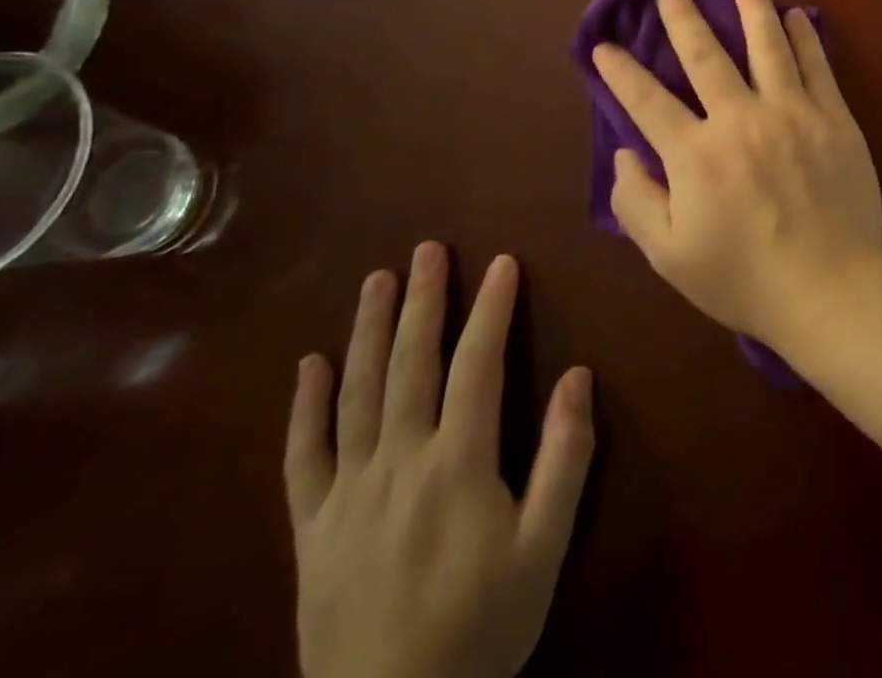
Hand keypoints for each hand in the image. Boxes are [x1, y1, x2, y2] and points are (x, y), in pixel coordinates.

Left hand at [286, 244, 593, 677]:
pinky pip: (303, 458)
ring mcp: (347, 494)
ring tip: (377, 280)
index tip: (502, 263)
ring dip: (368, 331)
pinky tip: (309, 365)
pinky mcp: (312, 530)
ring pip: (357, 394)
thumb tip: (578, 376)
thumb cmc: (480, 633)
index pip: (477, 364)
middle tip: (427, 249)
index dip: (491, 309)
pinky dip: (305, 408)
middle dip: (423, 300)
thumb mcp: (544, 550)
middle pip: (411, 363)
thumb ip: (564, 459)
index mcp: (457, 463)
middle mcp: (398, 462)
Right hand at [590, 0, 881, 352]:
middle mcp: (740, 119)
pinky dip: (804, 36)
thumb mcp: (671, 256)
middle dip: (681, 17)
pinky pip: (816, 64)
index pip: (646, 101)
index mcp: (695, 155)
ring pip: (767, 43)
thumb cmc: (745, 279)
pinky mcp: (833, 116)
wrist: (831, 288)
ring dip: (751, 3)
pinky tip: (795, 15)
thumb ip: (637, 202)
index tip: (603, 46)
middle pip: (705, 54)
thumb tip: (623, 153)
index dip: (620, 71)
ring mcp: (791, 112)